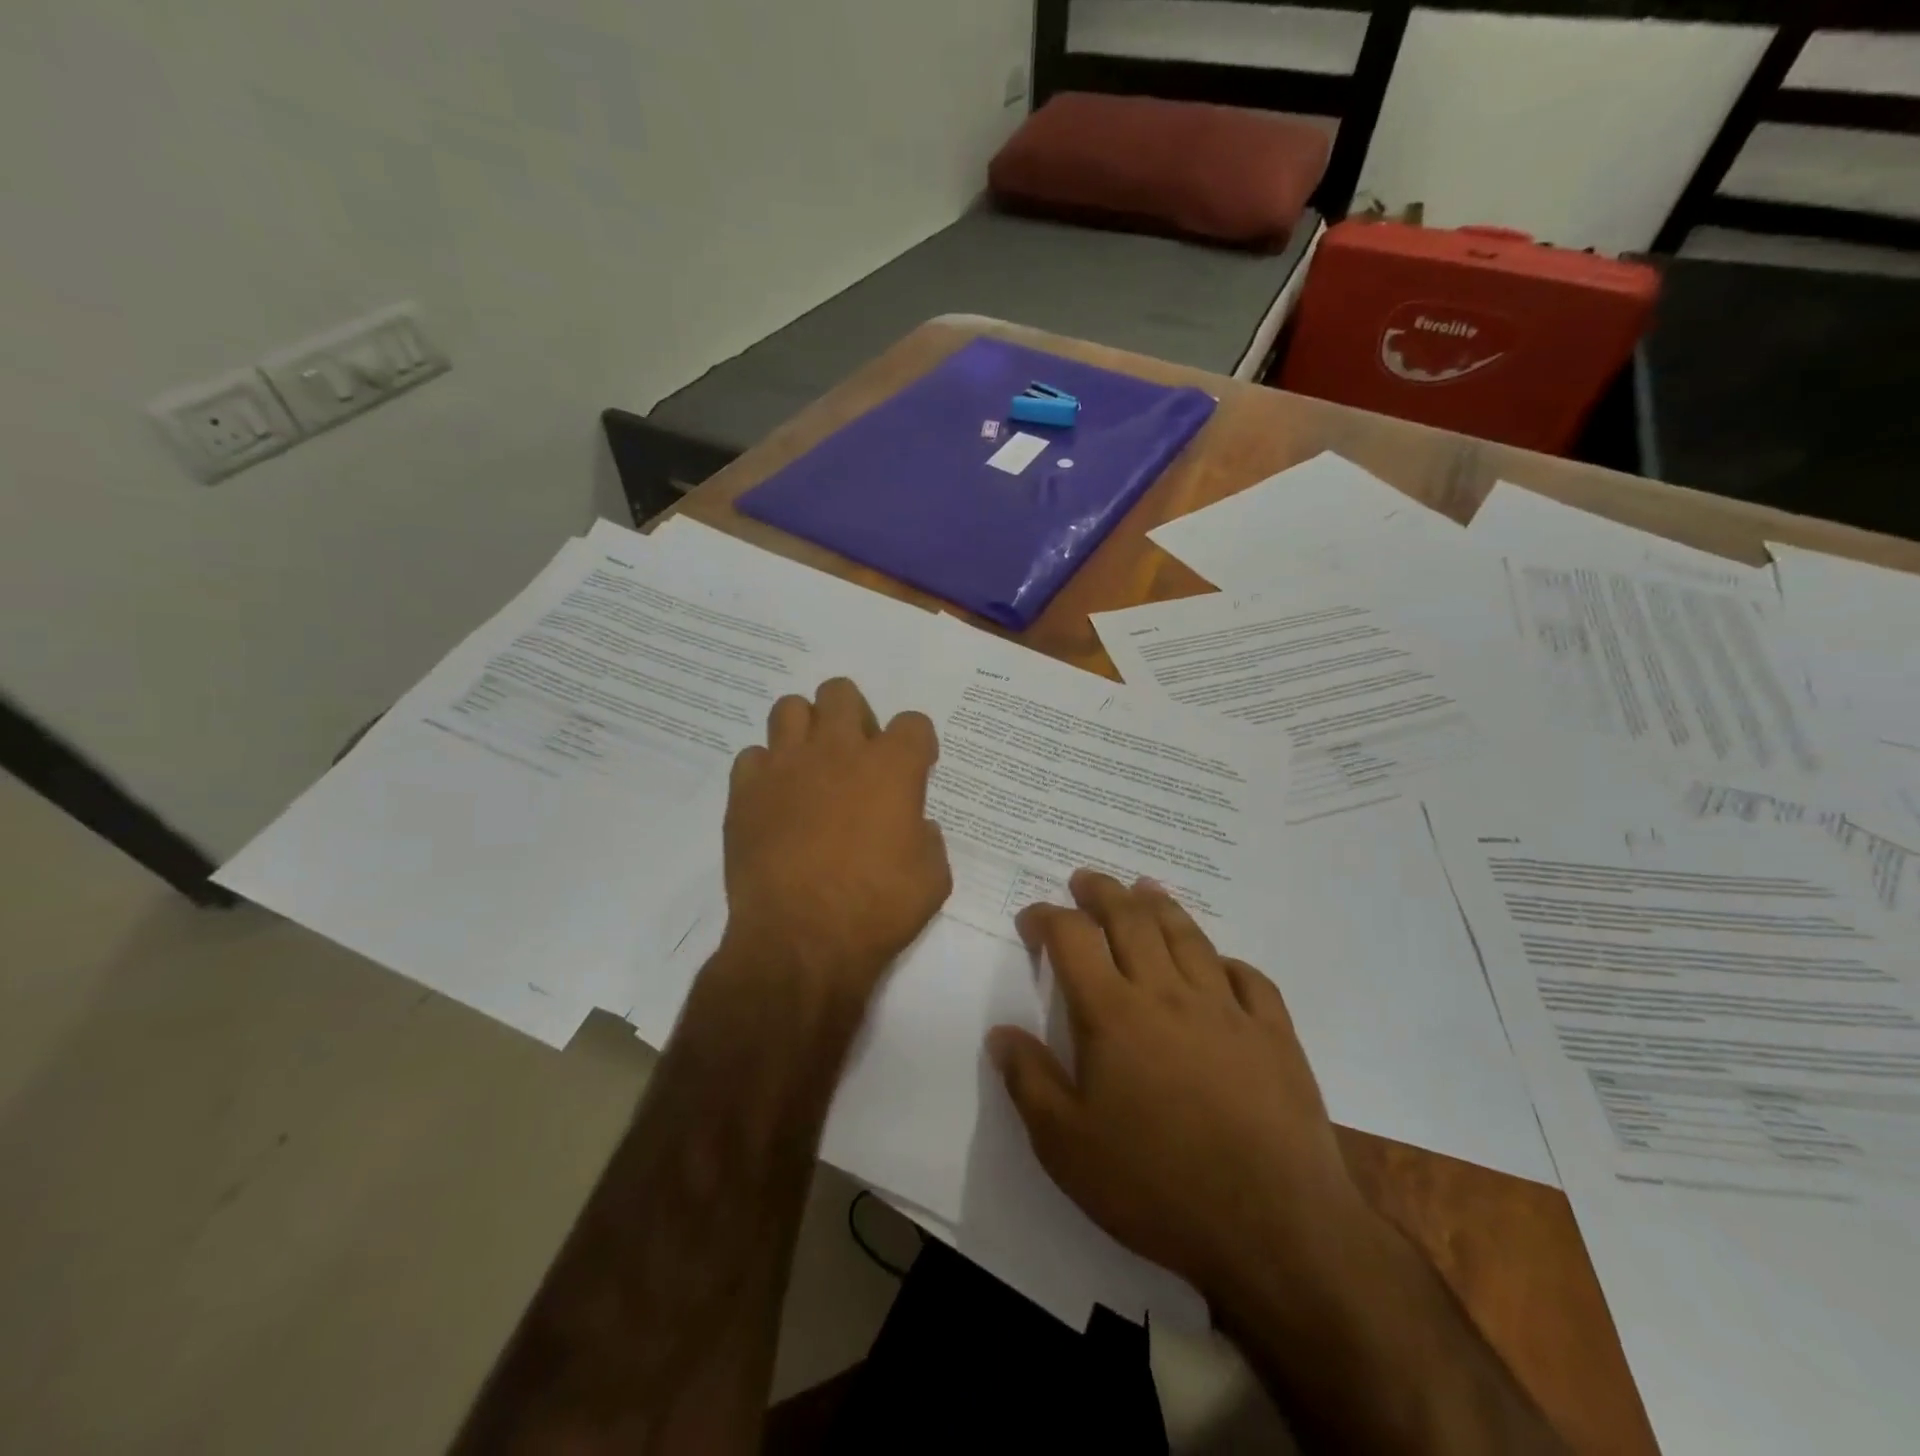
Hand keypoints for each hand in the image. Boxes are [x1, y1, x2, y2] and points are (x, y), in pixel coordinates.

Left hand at [721, 678, 950, 1005]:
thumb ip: (928, 838)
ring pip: (790, 708)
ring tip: (811, 767)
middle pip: (841, 692)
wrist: (801, 941)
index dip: (918, 743)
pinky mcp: (745, 791)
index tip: (916, 768)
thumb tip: (913, 826)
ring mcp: (785, 766)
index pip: (913, 722)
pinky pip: (752, 757)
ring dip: (805, 729)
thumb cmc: (877, 909)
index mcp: (891, 767)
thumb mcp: (932, 878)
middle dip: (854, 715)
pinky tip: (775, 801)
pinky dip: (766, 771)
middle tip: (857, 756)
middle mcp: (837, 751)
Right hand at [989, 871, 1367, 1307]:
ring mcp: (1227, 1009)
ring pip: (1187, 936)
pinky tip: (1220, 963)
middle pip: (1131, 919)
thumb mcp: (1066, 1147)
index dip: (1047, 918)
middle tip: (1086, 879)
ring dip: (1160, 905)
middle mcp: (1167, 994)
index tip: (1032, 919)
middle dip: (1102, 892)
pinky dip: (1227, 961)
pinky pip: (1249, 979)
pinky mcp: (1274, 1034)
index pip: (1071, 939)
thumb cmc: (1157, 1186)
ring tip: (1145, 888)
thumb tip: (1001, 1033)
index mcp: (1113, 1014)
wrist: (1275, 1228)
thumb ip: (1029, 1081)